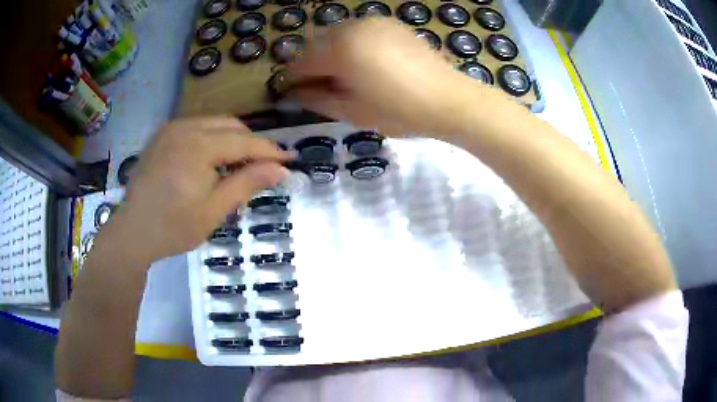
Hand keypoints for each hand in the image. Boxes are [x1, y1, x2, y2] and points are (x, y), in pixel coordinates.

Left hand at [97, 117, 291, 266]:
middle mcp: (185, 127)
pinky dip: (212, 139)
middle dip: (251, 143)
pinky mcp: (162, 135)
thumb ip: (247, 184)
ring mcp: (171, 128)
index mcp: (198, 146)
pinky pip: (196, 127)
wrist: (132, 232)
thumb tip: (282, 170)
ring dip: (232, 139)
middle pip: (231, 125)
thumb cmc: (173, 227)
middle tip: (264, 166)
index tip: (290, 160)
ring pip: (214, 123)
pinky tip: (211, 160)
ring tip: (238, 165)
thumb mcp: (214, 211)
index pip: (244, 141)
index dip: (269, 151)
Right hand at [288, 18, 474, 135]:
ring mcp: (373, 22)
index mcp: (339, 50)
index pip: (301, 64)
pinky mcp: (390, 23)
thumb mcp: (352, 112)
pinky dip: (354, 45)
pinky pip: (360, 32)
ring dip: (333, 54)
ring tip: (346, 76)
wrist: (449, 99)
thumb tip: (295, 93)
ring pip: (338, 36)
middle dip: (313, 65)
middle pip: (317, 45)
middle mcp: (351, 28)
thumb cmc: (399, 111)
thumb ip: (317, 99)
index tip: (290, 93)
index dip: (292, 80)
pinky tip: (367, 63)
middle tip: (321, 87)